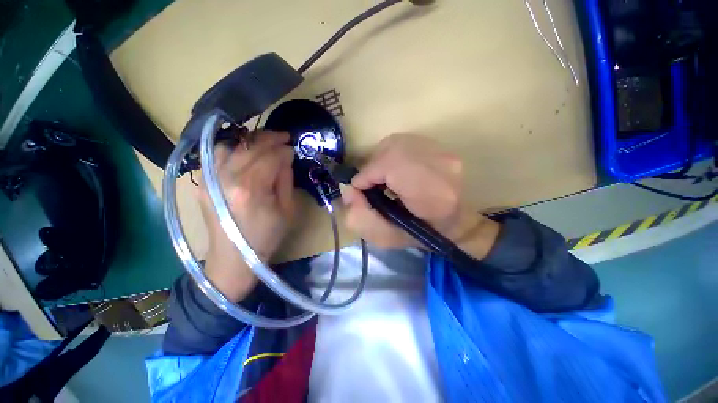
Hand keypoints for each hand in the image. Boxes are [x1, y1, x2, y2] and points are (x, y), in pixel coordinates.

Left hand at [199, 131, 294, 301]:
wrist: (234, 259)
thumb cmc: (266, 237)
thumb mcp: (287, 211)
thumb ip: (285, 180)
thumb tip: (286, 158)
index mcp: (251, 189)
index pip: (270, 157)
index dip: (284, 150)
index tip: (293, 148)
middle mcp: (226, 179)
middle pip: (250, 147)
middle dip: (270, 138)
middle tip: (284, 137)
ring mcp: (210, 180)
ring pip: (230, 145)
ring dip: (250, 141)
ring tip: (264, 143)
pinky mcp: (202, 184)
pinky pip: (215, 156)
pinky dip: (232, 149)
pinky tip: (244, 153)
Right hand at [342, 134, 499, 259]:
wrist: (454, 223)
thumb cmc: (420, 234)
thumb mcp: (385, 236)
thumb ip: (361, 217)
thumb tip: (349, 190)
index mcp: (431, 193)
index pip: (390, 166)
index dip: (368, 175)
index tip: (359, 189)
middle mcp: (441, 166)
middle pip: (392, 148)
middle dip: (373, 165)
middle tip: (370, 183)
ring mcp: (445, 154)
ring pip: (397, 142)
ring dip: (382, 159)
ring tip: (382, 177)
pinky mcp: (443, 148)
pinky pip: (407, 142)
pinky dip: (393, 154)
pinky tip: (395, 170)